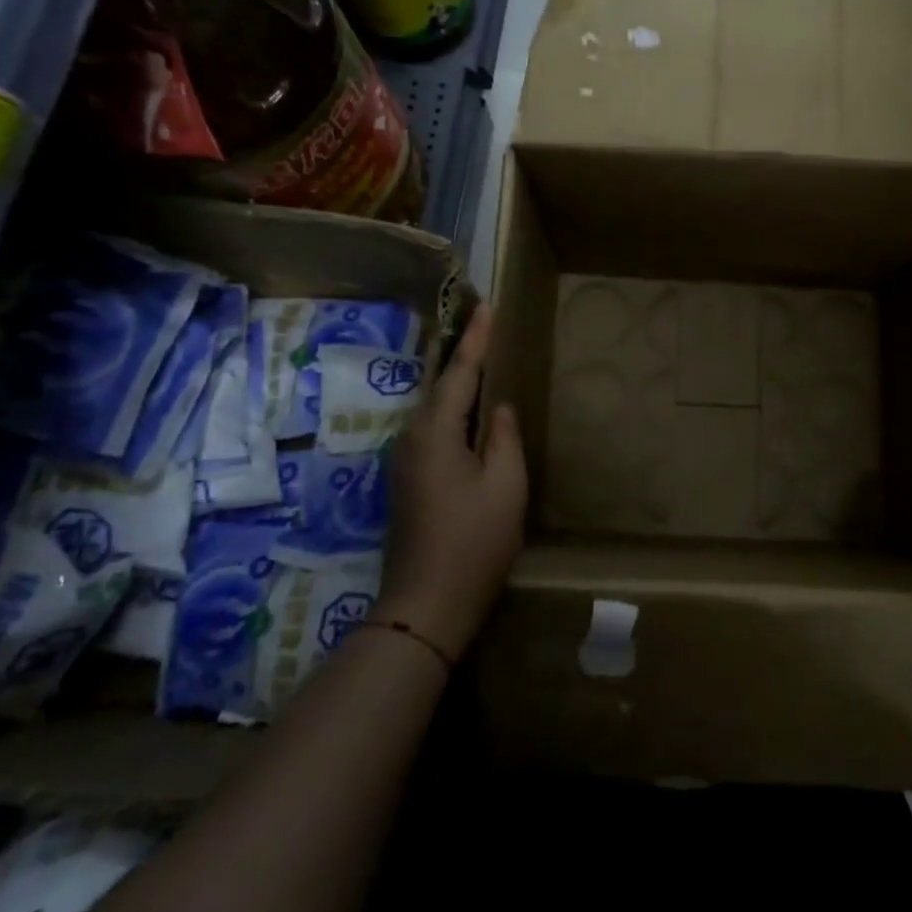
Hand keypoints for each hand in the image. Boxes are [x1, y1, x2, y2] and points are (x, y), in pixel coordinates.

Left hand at [375, 307, 527, 658]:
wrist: (425, 606)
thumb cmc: (473, 542)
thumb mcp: (505, 485)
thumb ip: (503, 437)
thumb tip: (496, 407)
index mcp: (436, 432)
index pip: (460, 372)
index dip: (477, 338)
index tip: (487, 304)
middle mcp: (412, 438)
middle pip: (441, 385)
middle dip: (464, 354)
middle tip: (487, 325)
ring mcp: (405, 461)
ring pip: (435, 409)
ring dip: (458, 382)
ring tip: (482, 359)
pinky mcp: (408, 481)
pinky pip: (433, 430)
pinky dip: (453, 410)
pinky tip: (470, 412)